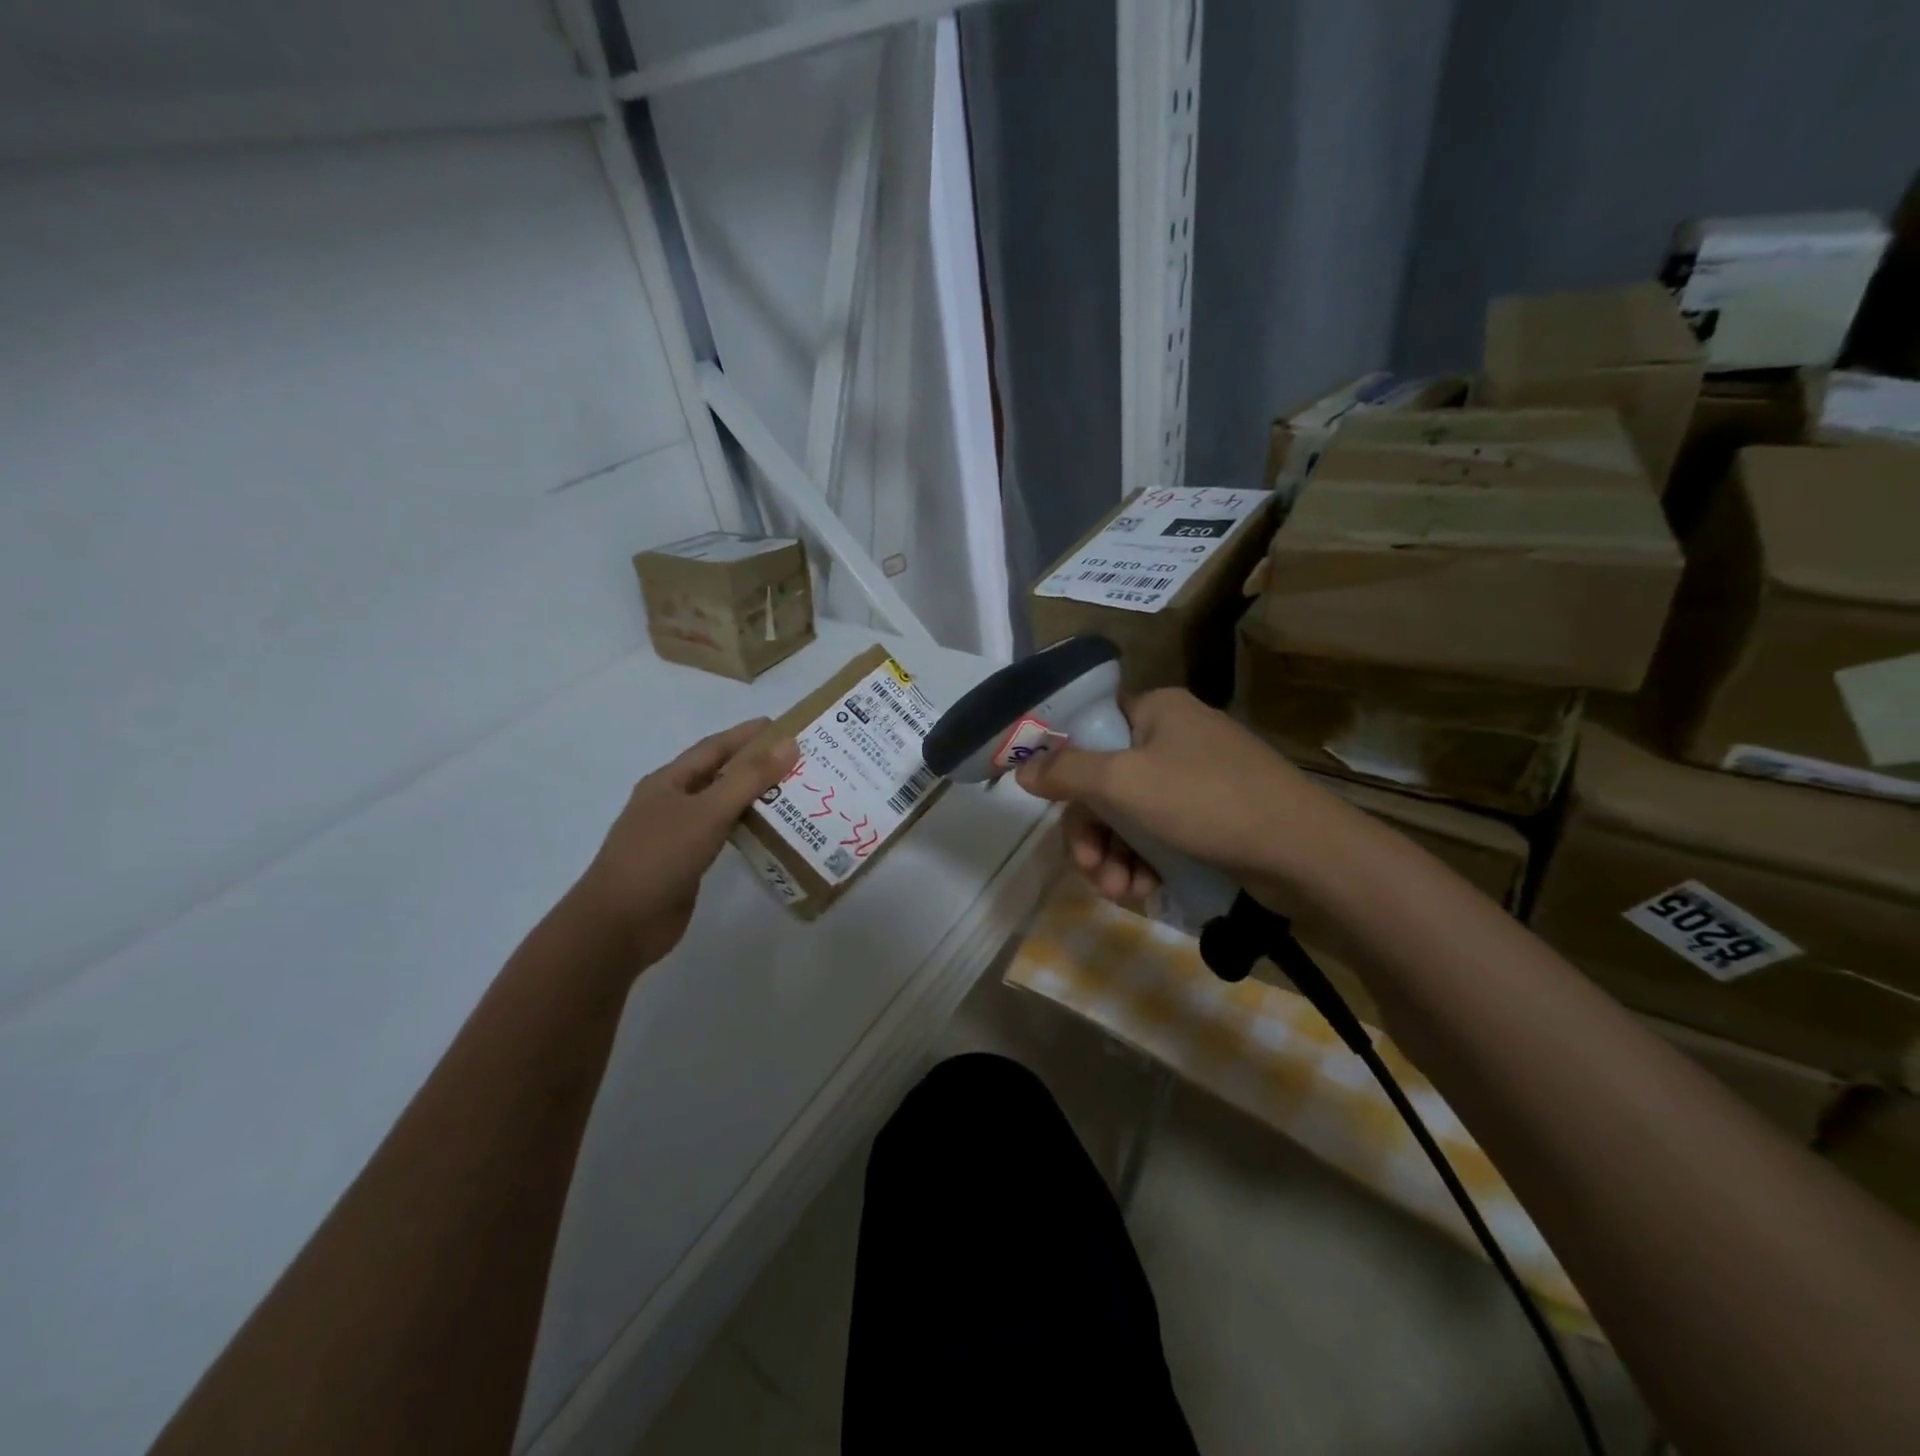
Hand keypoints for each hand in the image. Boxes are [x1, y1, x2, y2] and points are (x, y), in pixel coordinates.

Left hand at [577, 719, 799, 966]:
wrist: (620, 924)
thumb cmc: (660, 857)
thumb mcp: (708, 811)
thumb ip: (750, 778)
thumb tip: (790, 744)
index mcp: (668, 781)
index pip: (713, 747)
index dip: (746, 735)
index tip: (782, 725)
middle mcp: (671, 802)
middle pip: (719, 774)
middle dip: (755, 764)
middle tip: (798, 760)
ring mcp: (677, 834)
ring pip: (722, 806)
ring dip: (754, 797)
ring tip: (793, 791)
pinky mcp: (686, 863)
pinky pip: (723, 835)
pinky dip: (747, 827)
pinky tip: (770, 830)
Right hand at [1013, 689, 1334, 903]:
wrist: (1304, 852)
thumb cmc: (1207, 801)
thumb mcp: (1125, 783)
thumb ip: (1067, 773)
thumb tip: (1023, 770)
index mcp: (1156, 711)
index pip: (1091, 730)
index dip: (1065, 769)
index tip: (1052, 809)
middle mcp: (1174, 737)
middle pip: (1107, 782)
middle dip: (1093, 833)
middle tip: (1089, 870)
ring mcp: (1197, 778)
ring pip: (1132, 815)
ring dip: (1115, 856)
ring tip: (1120, 893)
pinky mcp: (1213, 816)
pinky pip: (1161, 834)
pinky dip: (1146, 862)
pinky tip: (1145, 892)